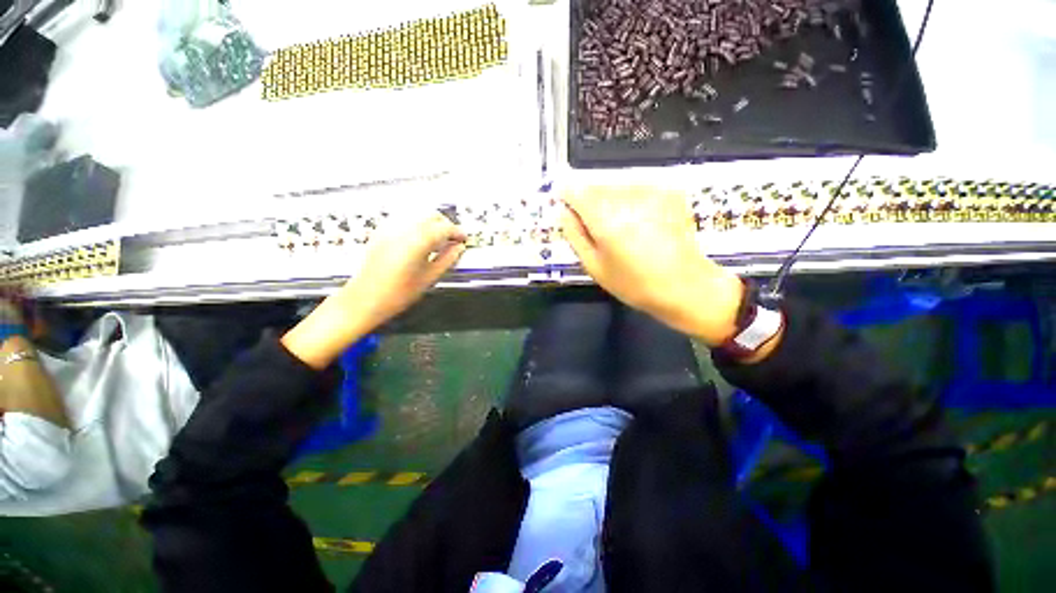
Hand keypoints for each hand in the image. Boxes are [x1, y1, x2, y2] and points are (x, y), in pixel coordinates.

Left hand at [282, 212, 465, 368]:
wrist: (364, 299)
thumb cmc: (397, 294)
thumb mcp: (429, 278)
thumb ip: (447, 259)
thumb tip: (458, 248)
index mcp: (417, 241)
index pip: (444, 228)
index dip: (457, 232)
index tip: (464, 239)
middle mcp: (403, 229)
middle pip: (431, 216)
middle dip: (446, 225)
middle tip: (454, 239)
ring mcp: (390, 228)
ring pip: (418, 215)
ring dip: (432, 223)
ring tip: (439, 239)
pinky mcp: (382, 231)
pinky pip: (405, 219)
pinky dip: (418, 225)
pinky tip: (421, 239)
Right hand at [562, 186, 742, 344]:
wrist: (685, 286)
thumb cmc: (633, 283)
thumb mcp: (594, 266)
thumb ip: (575, 235)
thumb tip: (562, 211)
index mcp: (605, 218)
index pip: (575, 190)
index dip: (567, 196)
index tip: (567, 208)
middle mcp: (627, 196)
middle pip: (596, 185)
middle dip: (589, 201)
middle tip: (597, 227)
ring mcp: (651, 190)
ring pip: (616, 184)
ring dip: (610, 199)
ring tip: (621, 227)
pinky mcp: (668, 191)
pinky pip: (637, 187)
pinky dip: (631, 200)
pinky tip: (640, 221)